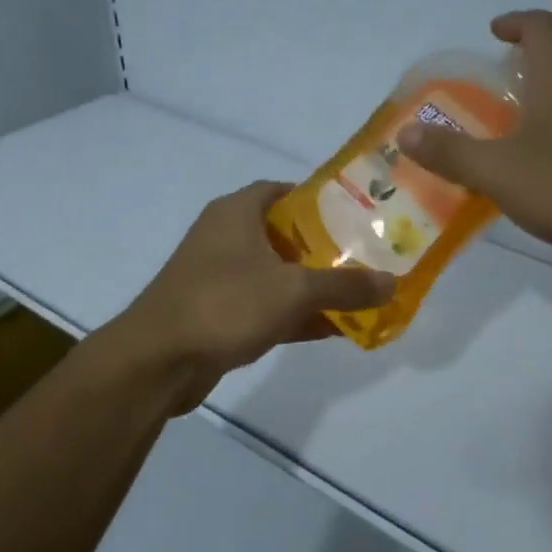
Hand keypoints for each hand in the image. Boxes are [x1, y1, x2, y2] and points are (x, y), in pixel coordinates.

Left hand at [108, 181, 395, 411]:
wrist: (158, 361)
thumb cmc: (224, 304)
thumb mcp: (293, 290)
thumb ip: (345, 286)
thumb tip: (393, 282)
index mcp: (236, 213)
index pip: (282, 191)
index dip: (319, 200)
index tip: (356, 214)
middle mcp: (225, 237)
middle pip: (283, 234)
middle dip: (323, 247)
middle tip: (367, 256)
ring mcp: (218, 277)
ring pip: (276, 274)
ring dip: (312, 285)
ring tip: (359, 293)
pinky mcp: (217, 314)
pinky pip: (265, 307)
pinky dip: (295, 314)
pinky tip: (333, 328)